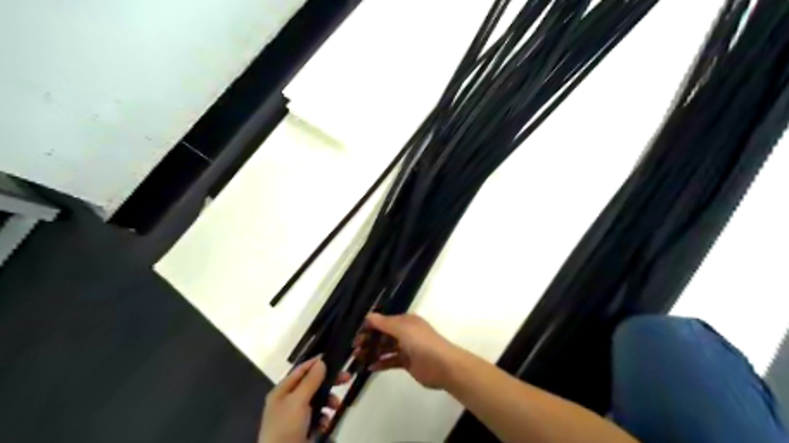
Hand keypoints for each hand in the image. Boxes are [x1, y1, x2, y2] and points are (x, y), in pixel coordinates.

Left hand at [258, 356, 348, 442]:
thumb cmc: (286, 426)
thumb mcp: (298, 401)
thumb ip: (311, 381)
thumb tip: (321, 362)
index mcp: (282, 391)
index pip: (301, 370)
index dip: (316, 363)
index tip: (333, 357)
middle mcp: (288, 401)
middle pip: (312, 385)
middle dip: (328, 383)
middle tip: (347, 378)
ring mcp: (296, 416)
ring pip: (317, 401)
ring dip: (328, 402)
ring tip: (335, 407)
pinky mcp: (303, 429)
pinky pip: (317, 417)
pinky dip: (324, 418)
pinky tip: (325, 423)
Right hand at [356, 313, 463, 389]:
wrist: (443, 366)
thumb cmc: (422, 343)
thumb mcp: (403, 329)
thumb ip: (385, 323)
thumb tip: (368, 315)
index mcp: (406, 321)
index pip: (384, 321)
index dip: (370, 326)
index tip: (356, 333)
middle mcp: (405, 332)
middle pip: (383, 334)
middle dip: (369, 339)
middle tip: (354, 347)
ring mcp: (406, 348)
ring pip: (385, 348)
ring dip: (372, 351)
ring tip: (357, 358)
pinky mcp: (407, 363)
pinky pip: (390, 361)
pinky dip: (381, 363)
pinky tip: (369, 367)